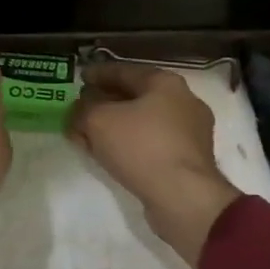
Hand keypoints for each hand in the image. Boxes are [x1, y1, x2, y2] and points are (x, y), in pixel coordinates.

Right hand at [66, 64, 240, 268]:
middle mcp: (183, 102)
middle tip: (81, 108)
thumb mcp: (98, 121)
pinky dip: (129, 145)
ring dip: (115, 126)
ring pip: (142, 122)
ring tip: (90, 136)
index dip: (97, 73)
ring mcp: (190, 132)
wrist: (183, 198)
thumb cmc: (141, 146)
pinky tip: (110, 155)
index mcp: (165, 83)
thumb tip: (80, 110)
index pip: (124, 70)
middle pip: (135, 96)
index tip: (79, 78)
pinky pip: (151, 144)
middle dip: (105, 102)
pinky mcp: (189, 160)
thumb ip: (83, 110)